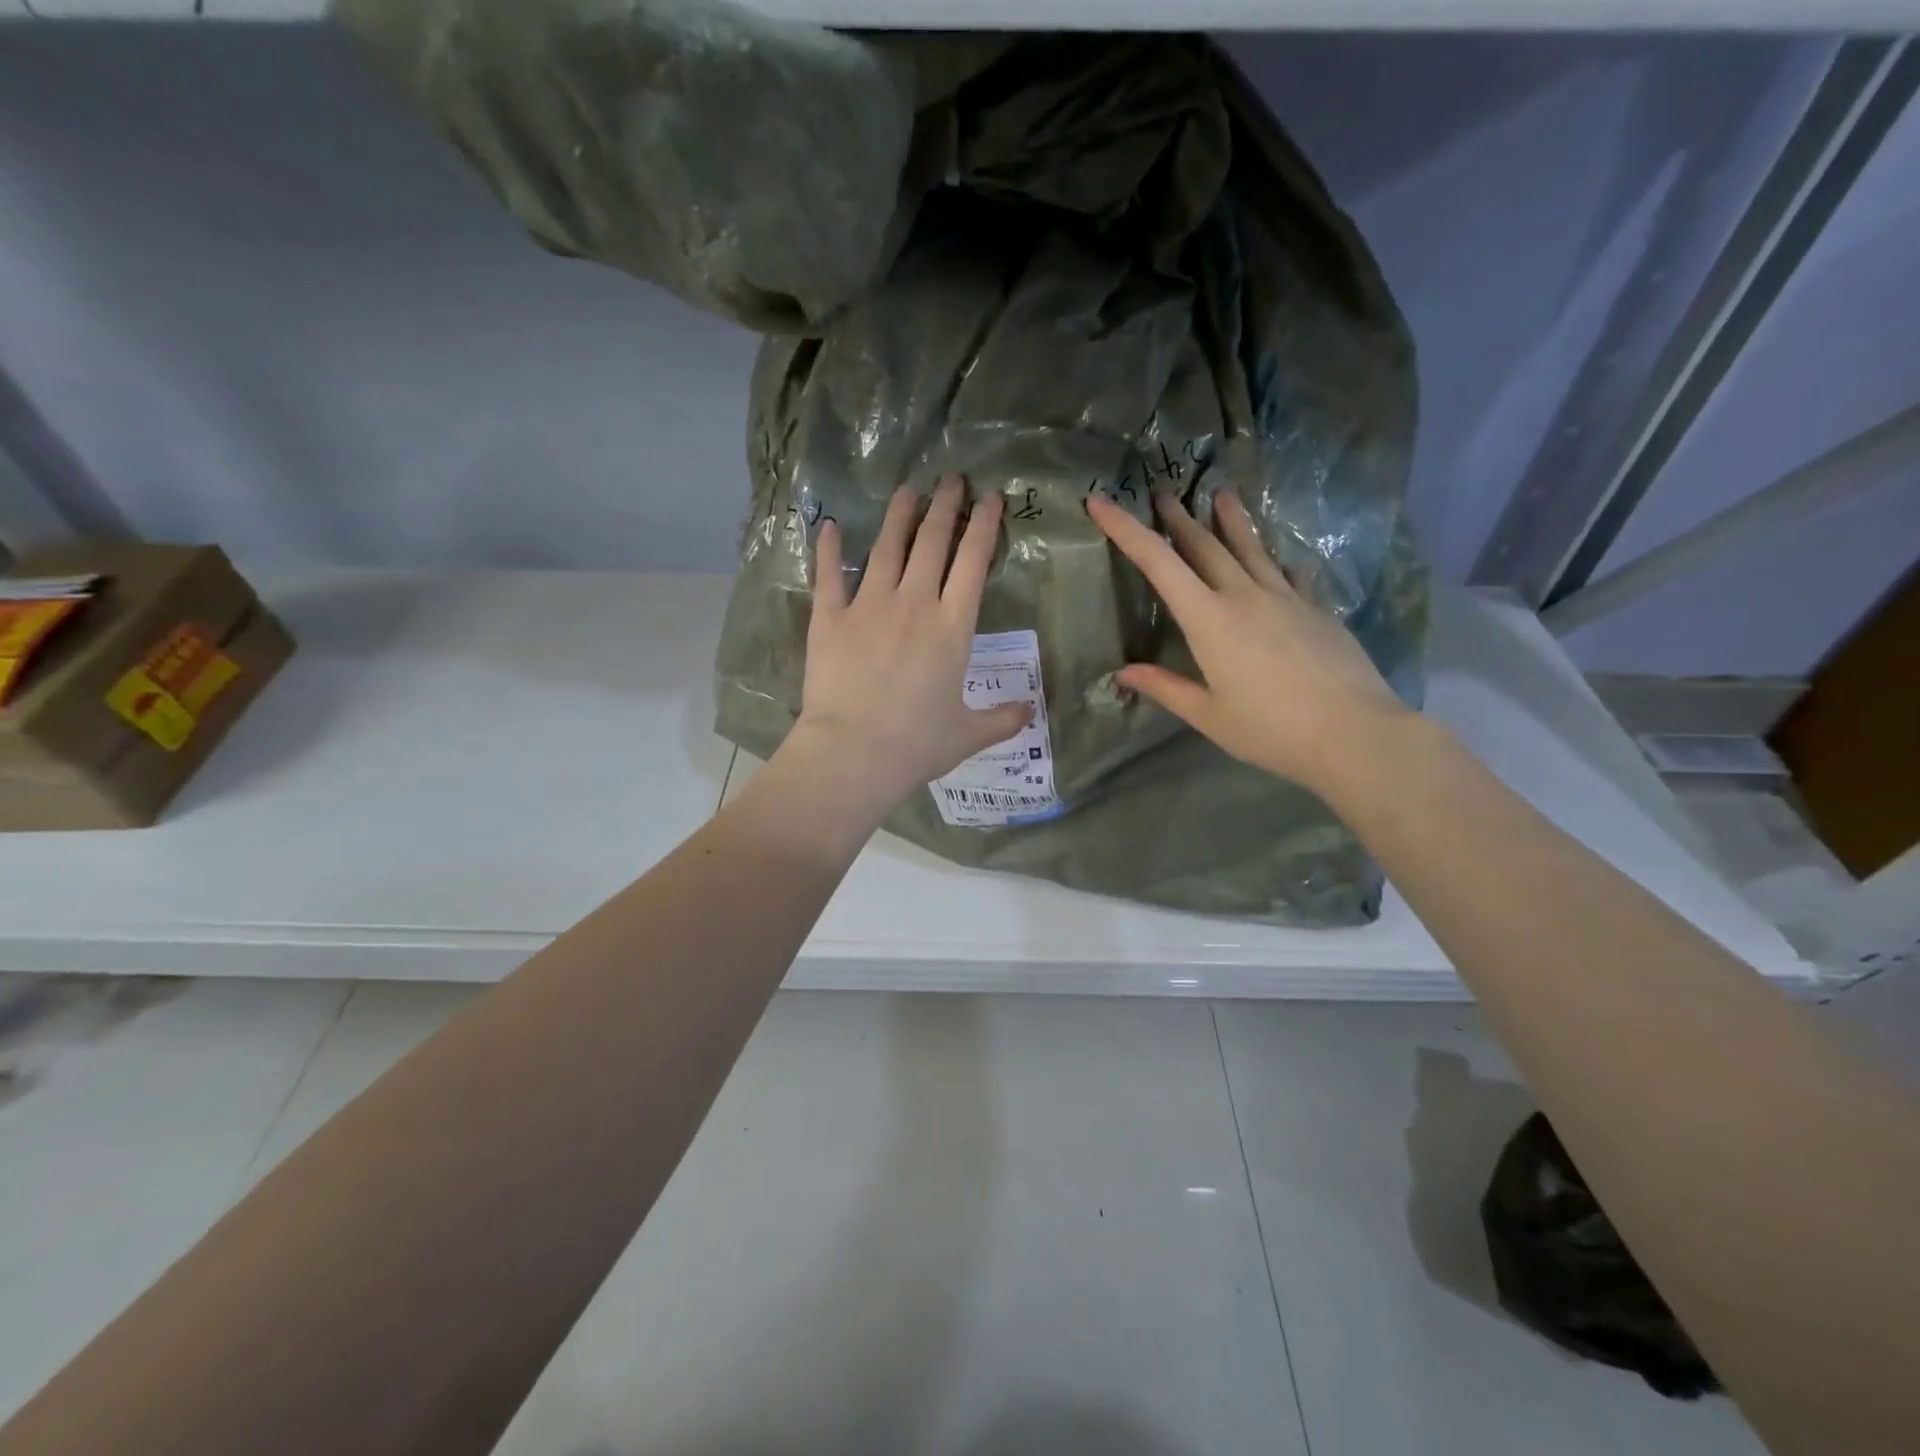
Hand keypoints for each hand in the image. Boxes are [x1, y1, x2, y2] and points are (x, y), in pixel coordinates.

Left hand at [784, 476, 1031, 817]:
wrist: (854, 753)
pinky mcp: (830, 618)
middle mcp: (914, 603)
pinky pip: (829, 575)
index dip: (983, 525)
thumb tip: (1030, 711)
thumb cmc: (917, 744)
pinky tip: (830, 526)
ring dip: (899, 515)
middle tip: (951, 478)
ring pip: (886, 548)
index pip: (973, 562)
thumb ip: (1002, 719)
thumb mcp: (968, 735)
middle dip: (945, 505)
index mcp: (953, 627)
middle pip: (932, 542)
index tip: (990, 498)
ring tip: (907, 490)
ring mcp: (868, 606)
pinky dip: (829, 550)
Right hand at [1086, 489, 1413, 796]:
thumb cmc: (1270, 730)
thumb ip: (1165, 688)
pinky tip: (1278, 558)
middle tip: (1162, 490)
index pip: (1157, 563)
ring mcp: (1286, 597)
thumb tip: (1123, 673)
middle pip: (1204, 545)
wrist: (1354, 732)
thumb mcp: (1208, 716)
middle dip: (1177, 517)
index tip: (1101, 501)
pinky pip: (1289, 573)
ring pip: (1251, 547)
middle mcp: (1244, 595)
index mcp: (1209, 620)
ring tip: (1222, 493)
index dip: (1125, 529)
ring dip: (1231, 520)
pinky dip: (1275, 560)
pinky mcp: (1316, 608)